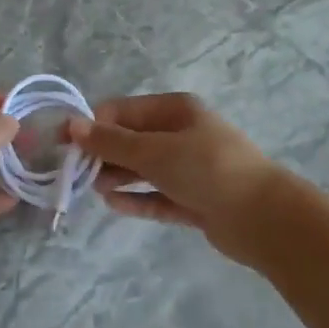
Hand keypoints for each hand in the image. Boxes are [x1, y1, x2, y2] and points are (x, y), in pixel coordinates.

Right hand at [68, 93, 289, 265]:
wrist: (262, 216)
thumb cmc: (206, 169)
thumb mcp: (153, 151)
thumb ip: (111, 142)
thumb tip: (73, 125)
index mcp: (175, 110)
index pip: (123, 112)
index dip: (93, 127)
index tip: (66, 147)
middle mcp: (182, 134)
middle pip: (132, 141)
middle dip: (104, 154)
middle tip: (76, 174)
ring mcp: (190, 169)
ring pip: (144, 169)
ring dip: (118, 177)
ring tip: (94, 190)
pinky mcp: (194, 199)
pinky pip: (157, 196)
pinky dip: (137, 198)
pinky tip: (113, 205)